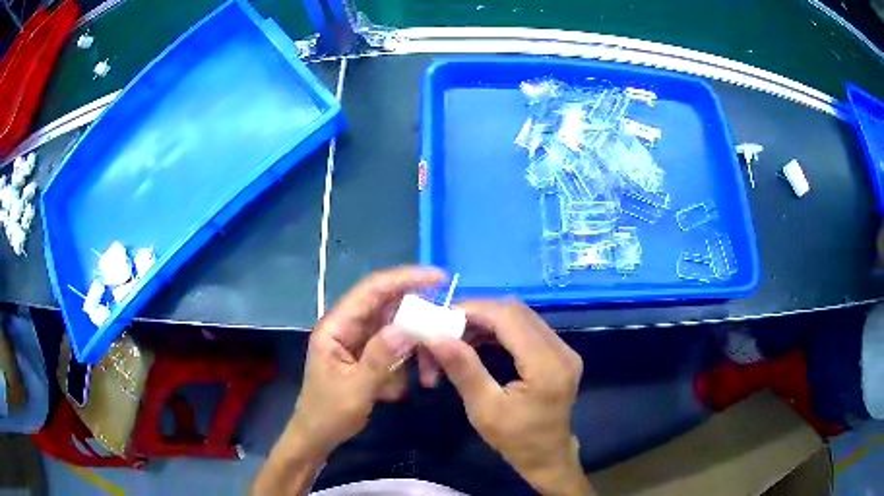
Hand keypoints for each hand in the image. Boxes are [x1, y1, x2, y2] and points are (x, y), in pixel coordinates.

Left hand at [289, 266, 444, 456]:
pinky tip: (396, 390)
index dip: (404, 278)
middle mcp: (347, 327)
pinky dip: (404, 365)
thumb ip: (379, 357)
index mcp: (336, 326)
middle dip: (416, 319)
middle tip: (443, 329)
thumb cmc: (329, 413)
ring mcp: (358, 341)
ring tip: (423, 376)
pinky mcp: (367, 356)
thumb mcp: (355, 388)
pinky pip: (393, 350)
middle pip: (387, 307)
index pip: (371, 290)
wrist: (318, 436)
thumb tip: (406, 328)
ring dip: (412, 349)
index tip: (438, 277)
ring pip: (395, 330)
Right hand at [425, 300, 592, 495]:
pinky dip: (499, 330)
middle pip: (516, 312)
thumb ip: (463, 369)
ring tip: (457, 339)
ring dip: (487, 322)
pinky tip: (478, 343)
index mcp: (547, 366)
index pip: (509, 318)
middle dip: (477, 315)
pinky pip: (527, 328)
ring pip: (521, 316)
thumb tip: (435, 336)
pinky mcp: (560, 353)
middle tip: (445, 330)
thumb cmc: (515, 441)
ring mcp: (564, 350)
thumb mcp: (484, 409)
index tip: (440, 319)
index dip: (473, 311)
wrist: (548, 457)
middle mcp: (562, 350)